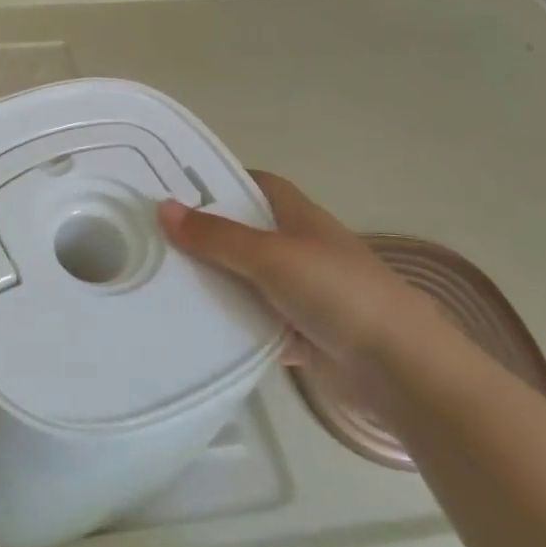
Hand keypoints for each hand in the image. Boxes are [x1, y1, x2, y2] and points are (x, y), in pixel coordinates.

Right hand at [158, 171, 440, 374]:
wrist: (395, 365)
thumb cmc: (337, 292)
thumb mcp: (271, 256)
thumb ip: (217, 236)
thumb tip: (162, 207)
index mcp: (298, 217)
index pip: (255, 185)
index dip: (220, 181)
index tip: (175, 188)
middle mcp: (296, 248)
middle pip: (242, 233)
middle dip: (203, 234)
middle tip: (150, 235)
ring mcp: (296, 291)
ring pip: (242, 278)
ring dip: (210, 281)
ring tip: (155, 278)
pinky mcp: (293, 330)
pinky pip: (248, 319)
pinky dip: (225, 322)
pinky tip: (187, 323)